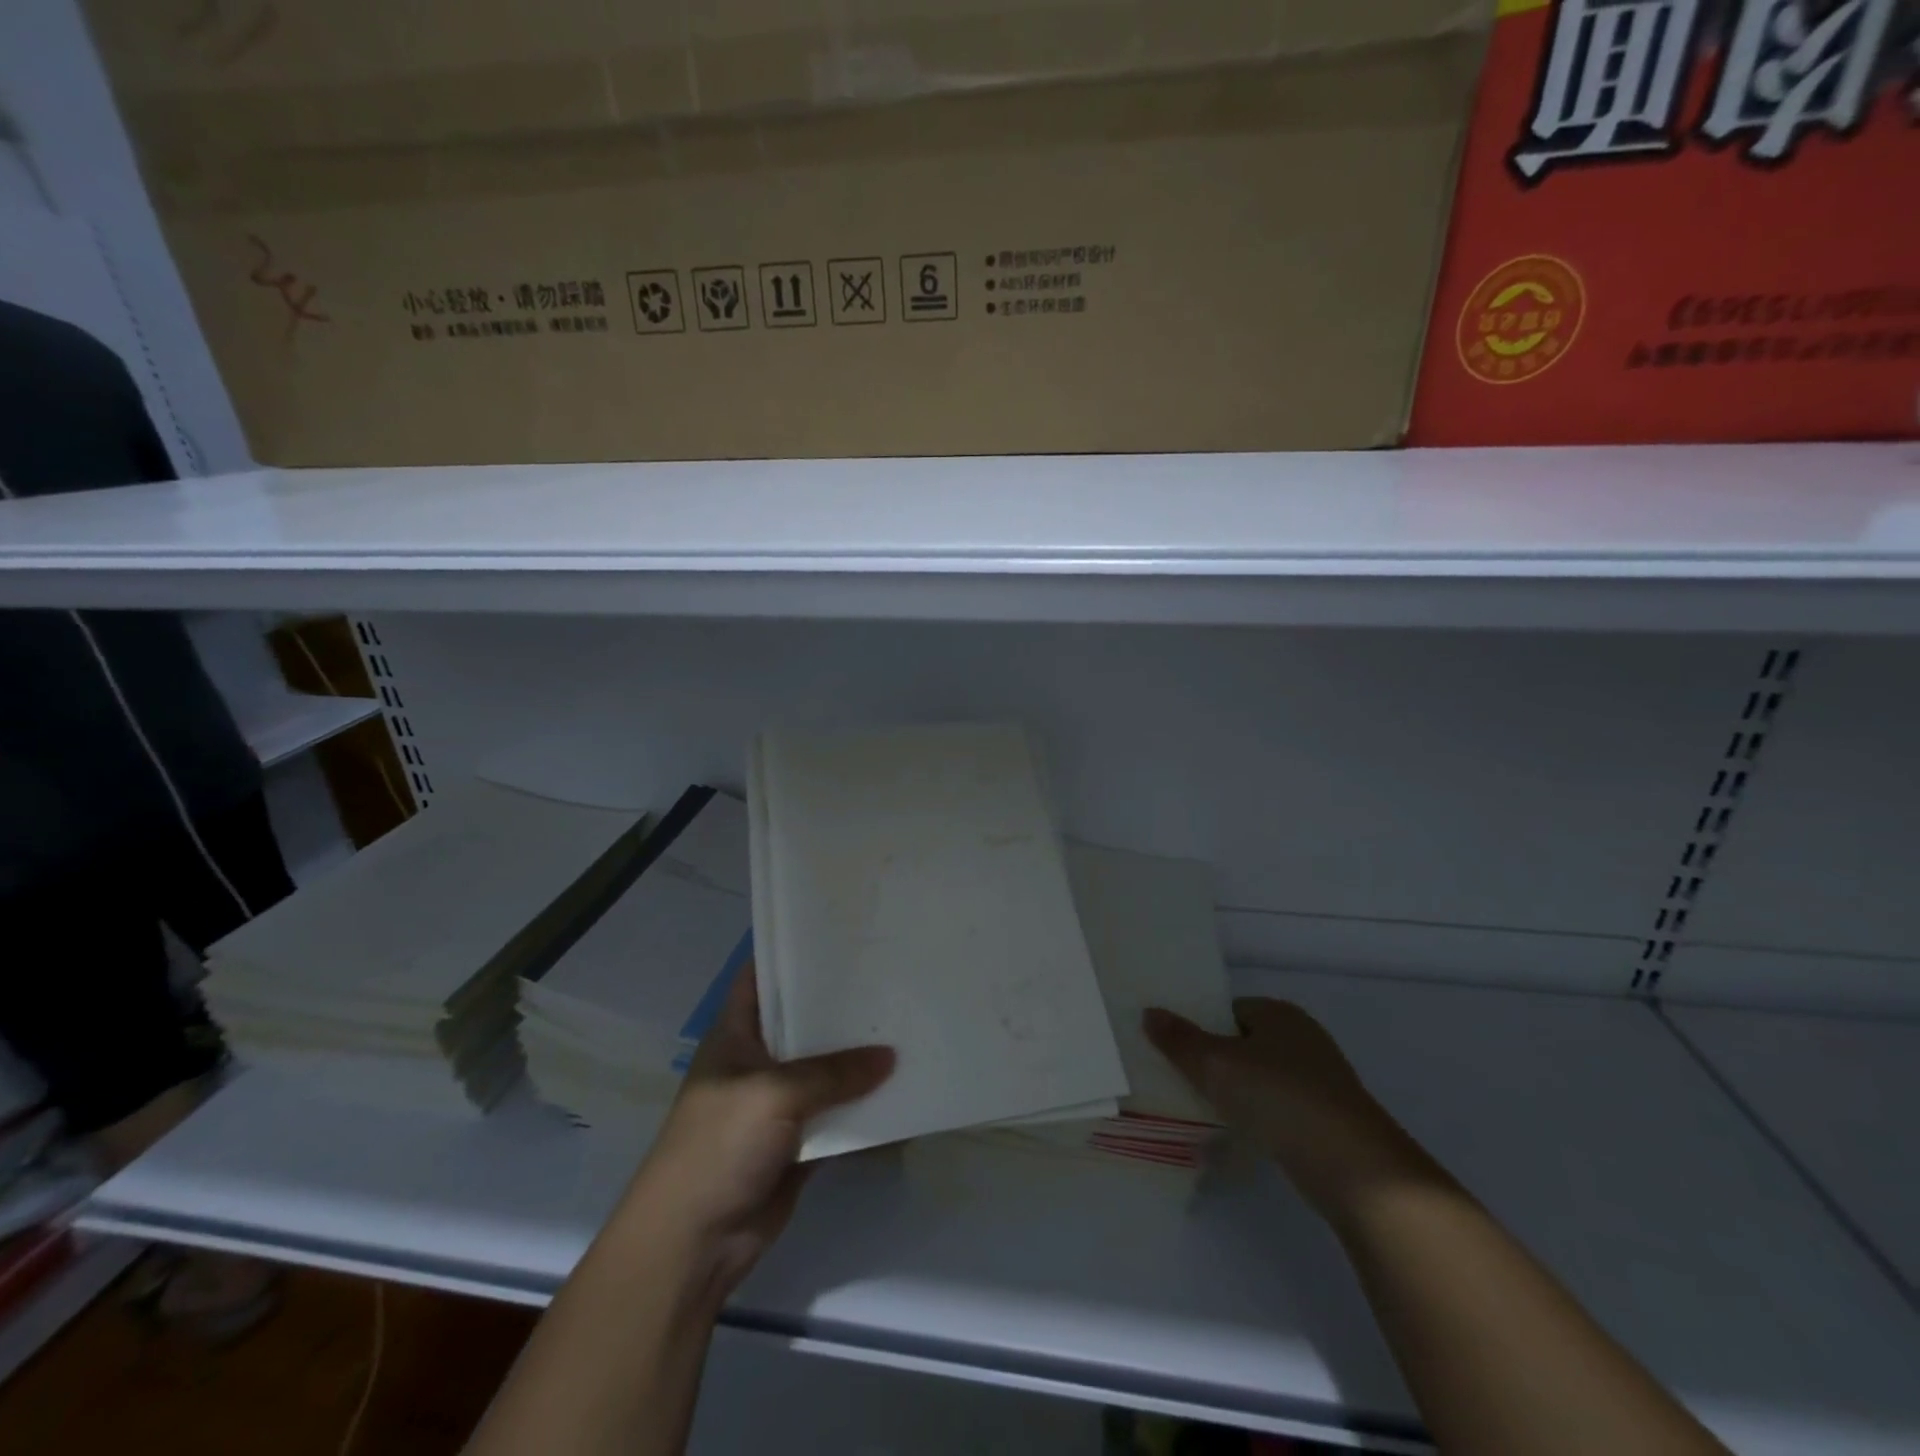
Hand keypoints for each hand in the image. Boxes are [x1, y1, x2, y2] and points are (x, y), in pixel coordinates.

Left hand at [622, 963, 893, 1297]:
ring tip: (907, 1025)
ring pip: (826, 1069)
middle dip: (842, 1005)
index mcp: (736, 1033)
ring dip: (859, 1058)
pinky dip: (864, 1106)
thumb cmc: (720, 1144)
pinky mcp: (798, 1140)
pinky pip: (838, 1114)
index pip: (763, 975)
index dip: (794, 952)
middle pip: (804, 1021)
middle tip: (890, 977)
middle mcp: (759, 1060)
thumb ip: (834, 1072)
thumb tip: (891, 1057)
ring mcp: (778, 1102)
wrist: (695, 1242)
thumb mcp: (775, 1093)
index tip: (841, 934)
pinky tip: (902, 1087)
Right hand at [1143, 998, 1446, 1223]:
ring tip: (1202, 1111)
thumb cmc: (1281, 1099)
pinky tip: (1241, 1137)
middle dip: (1215, 1061)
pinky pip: (1278, 1109)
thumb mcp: (1218, 1065)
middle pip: (1244, 1043)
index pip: (1228, 1009)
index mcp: (1280, 1013)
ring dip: (1236, 1093)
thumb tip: (1149, 1012)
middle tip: (1180, 1080)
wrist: (1358, 1171)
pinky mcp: (1328, 1120)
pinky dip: (1258, 1118)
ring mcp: (1320, 1081)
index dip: (1200, 1026)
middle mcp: (1303, 1038)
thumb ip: (1180, 1040)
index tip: (1173, 1050)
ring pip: (1261, 1078)